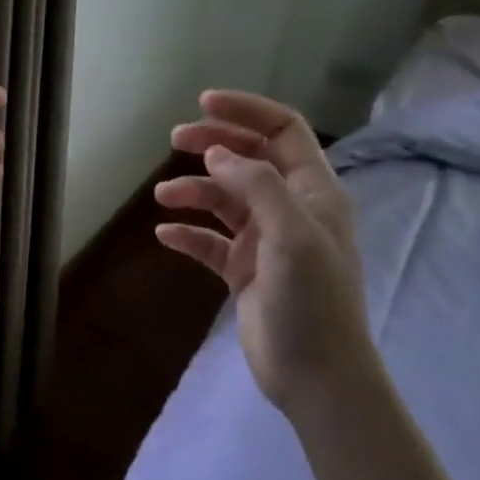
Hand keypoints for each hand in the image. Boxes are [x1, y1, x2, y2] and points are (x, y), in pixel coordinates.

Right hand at [155, 90, 379, 412]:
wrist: (316, 376)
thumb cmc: (313, 302)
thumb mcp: (292, 235)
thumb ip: (257, 186)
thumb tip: (216, 155)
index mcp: (314, 192)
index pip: (283, 132)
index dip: (246, 112)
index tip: (203, 103)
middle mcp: (290, 209)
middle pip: (249, 159)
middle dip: (213, 145)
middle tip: (174, 140)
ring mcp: (266, 241)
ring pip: (225, 200)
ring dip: (194, 192)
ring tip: (163, 197)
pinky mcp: (245, 271)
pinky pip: (211, 242)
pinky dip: (189, 234)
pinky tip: (166, 236)